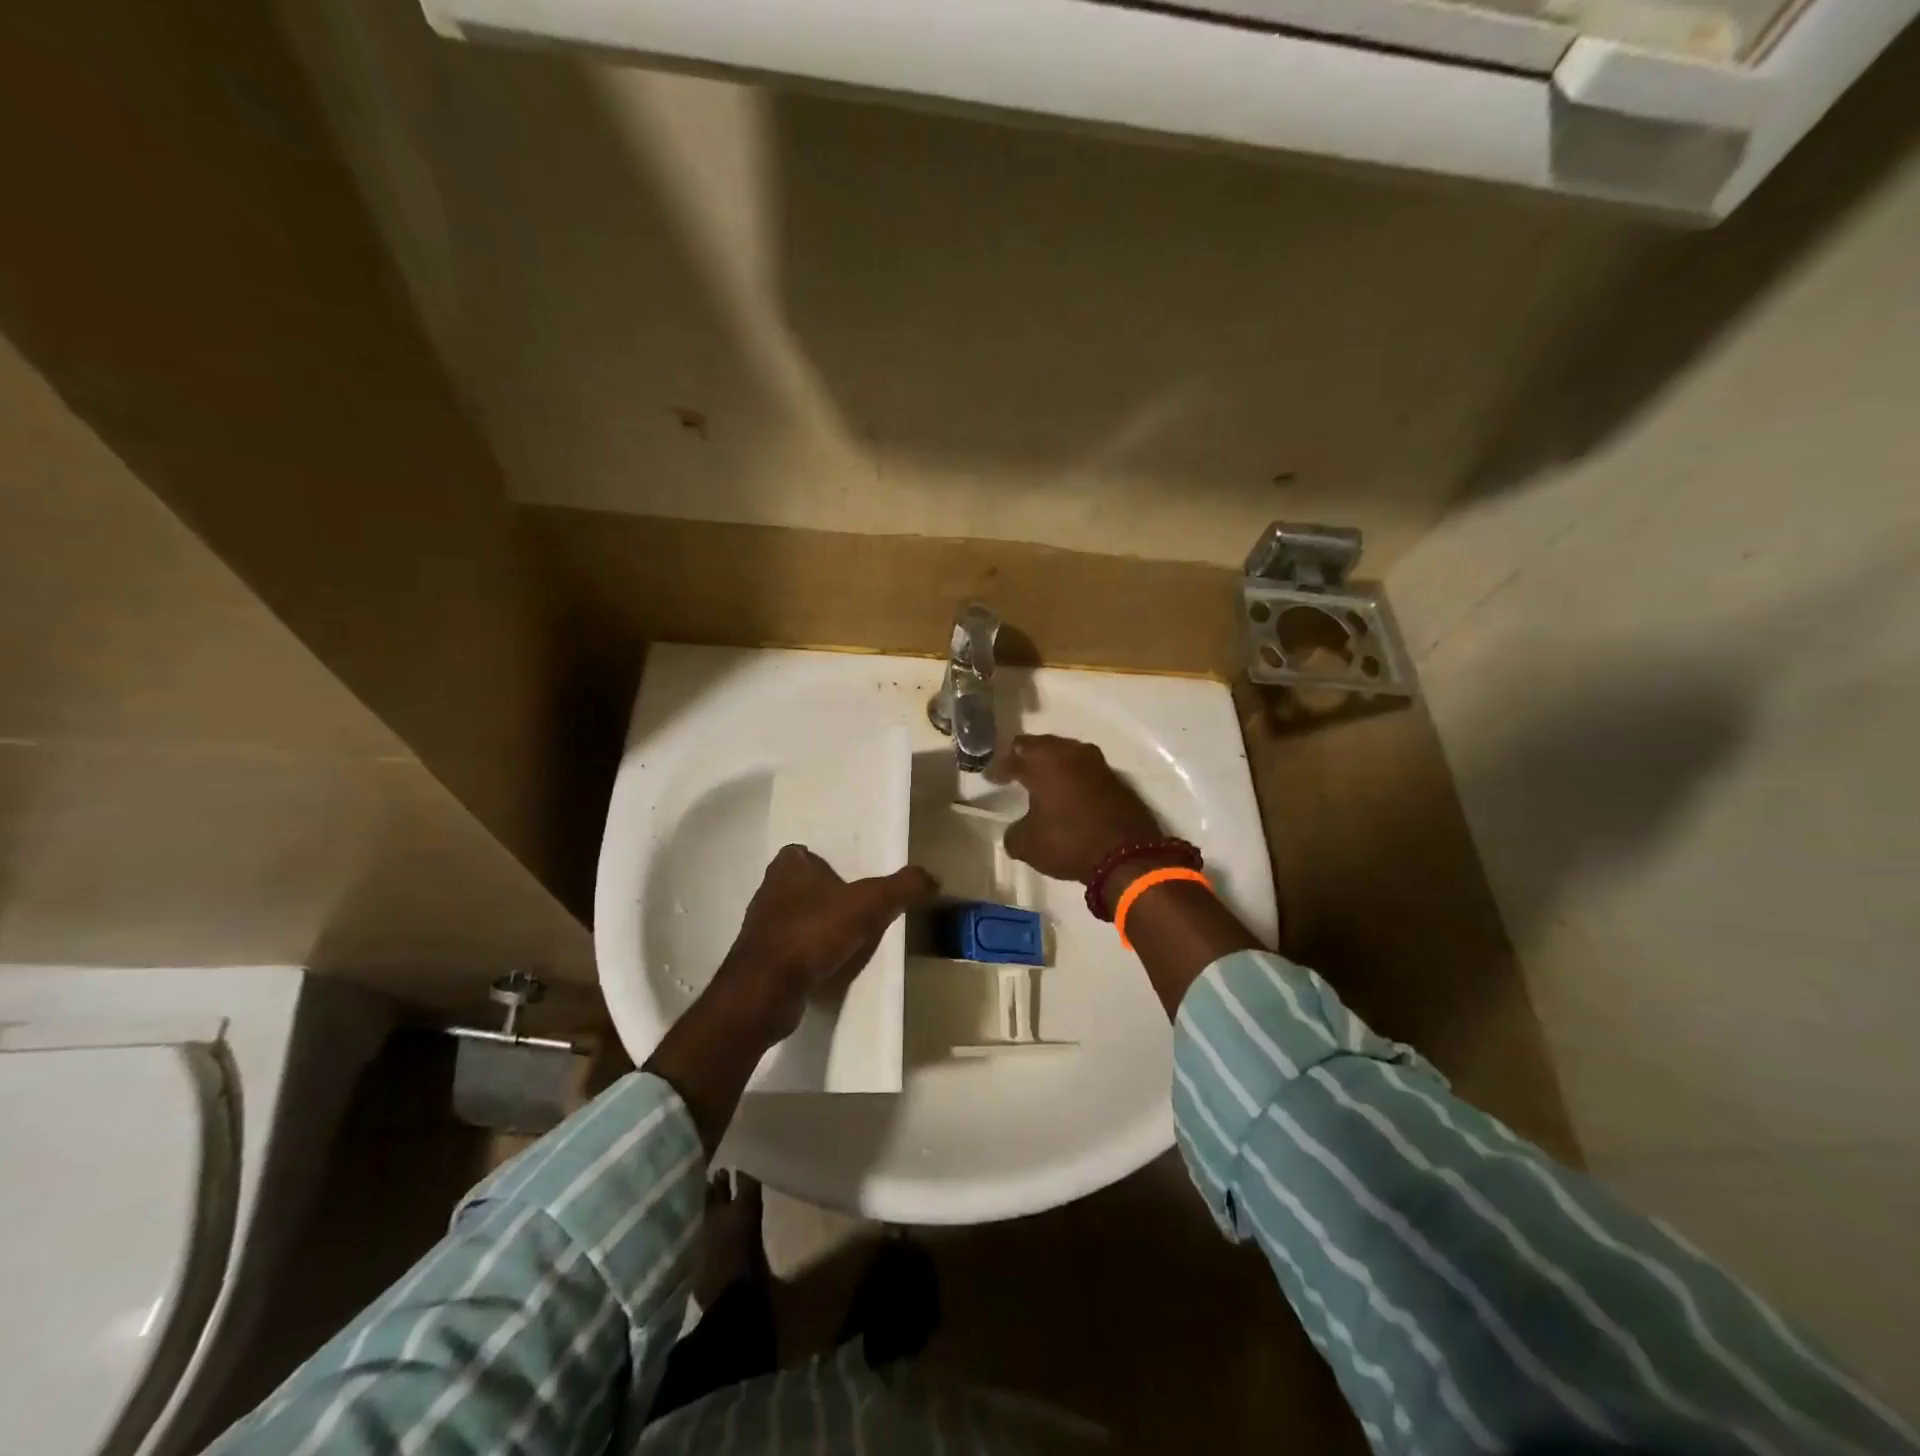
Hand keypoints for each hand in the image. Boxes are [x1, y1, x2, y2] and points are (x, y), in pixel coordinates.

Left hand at [708, 845, 936, 1043]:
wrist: (765, 992)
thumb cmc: (812, 933)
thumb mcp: (868, 903)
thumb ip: (902, 887)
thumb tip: (933, 878)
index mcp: (787, 866)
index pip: (809, 852)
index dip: (832, 862)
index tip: (858, 876)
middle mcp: (769, 891)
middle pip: (808, 885)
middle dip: (831, 894)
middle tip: (865, 906)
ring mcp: (762, 928)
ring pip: (800, 917)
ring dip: (822, 926)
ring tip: (854, 937)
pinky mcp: (761, 960)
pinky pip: (795, 949)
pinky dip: (813, 954)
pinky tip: (834, 965)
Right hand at [1002, 734, 1163, 884]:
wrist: (1127, 855)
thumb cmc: (1068, 841)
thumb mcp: (1027, 844)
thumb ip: (1014, 832)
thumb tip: (1016, 831)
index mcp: (1045, 759)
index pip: (1015, 751)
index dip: (1001, 765)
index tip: (992, 778)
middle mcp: (1072, 753)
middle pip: (1044, 748)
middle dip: (1028, 760)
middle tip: (1015, 774)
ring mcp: (1099, 765)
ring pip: (1068, 758)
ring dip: (1054, 770)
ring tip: (1041, 786)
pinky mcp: (1117, 781)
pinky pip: (1086, 774)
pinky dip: (1073, 782)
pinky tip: (1067, 798)